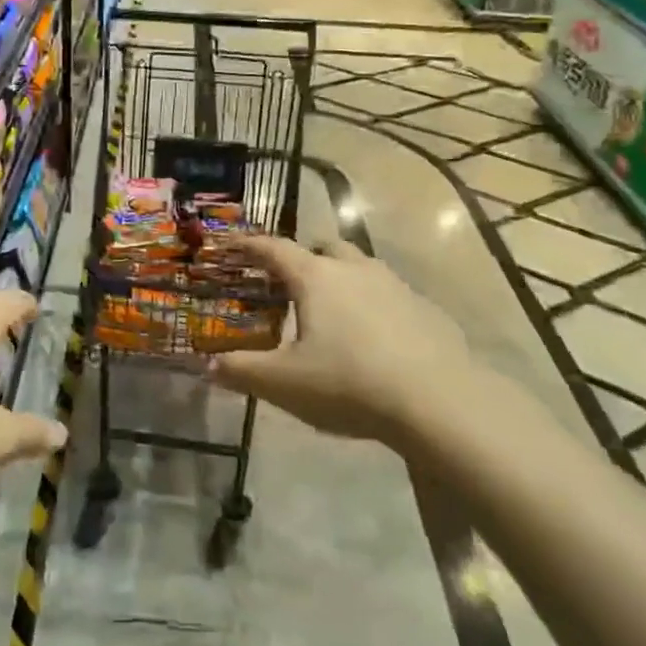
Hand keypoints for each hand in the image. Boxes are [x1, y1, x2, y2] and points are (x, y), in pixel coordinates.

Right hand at [211, 236, 475, 446]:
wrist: (438, 403)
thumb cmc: (349, 383)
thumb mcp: (284, 384)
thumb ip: (242, 371)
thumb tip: (207, 366)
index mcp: (315, 277)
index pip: (274, 248)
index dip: (249, 245)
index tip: (231, 243)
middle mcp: (355, 269)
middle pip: (324, 247)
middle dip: (304, 258)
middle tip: (290, 284)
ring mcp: (396, 286)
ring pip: (361, 268)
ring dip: (343, 279)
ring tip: (333, 312)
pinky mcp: (426, 309)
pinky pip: (391, 296)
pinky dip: (375, 306)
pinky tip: (376, 340)